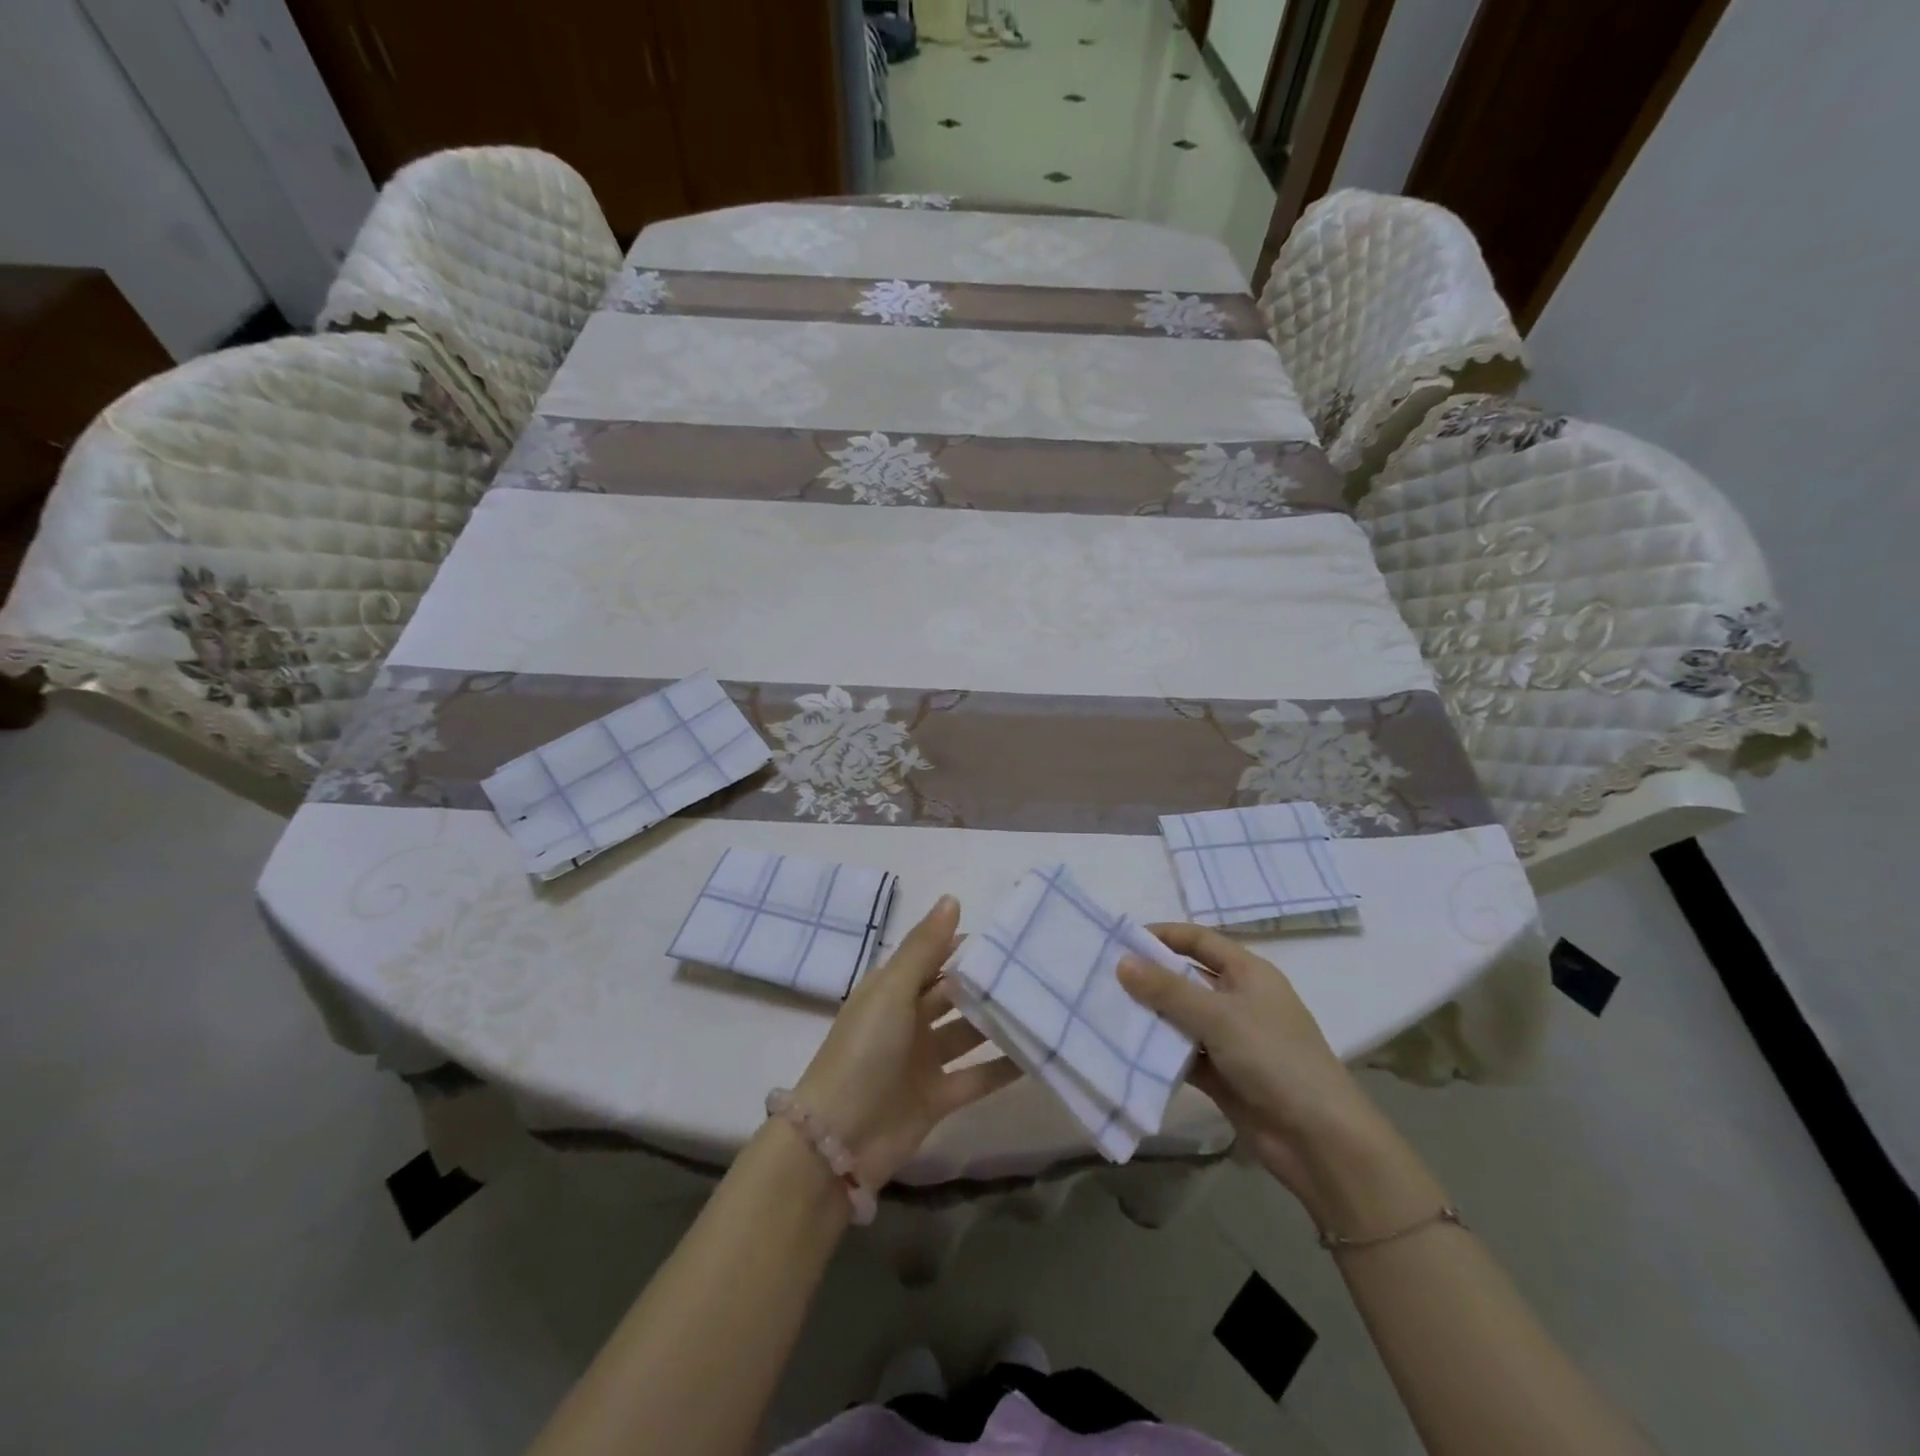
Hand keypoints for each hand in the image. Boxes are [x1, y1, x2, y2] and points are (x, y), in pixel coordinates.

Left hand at [793, 895, 1019, 1185]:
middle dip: (984, 984)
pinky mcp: (938, 1097)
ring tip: (1041, 1005)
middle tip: (1032, 969)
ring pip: (967, 1034)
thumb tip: (952, 898)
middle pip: (952, 995)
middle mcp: (907, 1020)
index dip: (961, 945)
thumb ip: (925, 947)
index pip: (931, 959)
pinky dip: (1002, 1067)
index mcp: (890, 990)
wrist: (839, 1139)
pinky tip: (1036, 1054)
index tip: (1005, 935)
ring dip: (996, 1022)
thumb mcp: (892, 990)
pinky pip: (976, 1076)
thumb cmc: (864, 1050)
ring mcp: (922, 1060)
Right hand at [1118, 924, 1377, 1208]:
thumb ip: (1168, 990)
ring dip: (1150, 1017)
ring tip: (1104, 1011)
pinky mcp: (1220, 1074)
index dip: (1163, 935)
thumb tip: (1122, 962)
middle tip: (1102, 977)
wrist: (1318, 1140)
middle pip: (1186, 978)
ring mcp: (1229, 1039)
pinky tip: (1124, 1049)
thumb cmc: (1274, 1058)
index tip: (1121, 939)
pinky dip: (1158, 1052)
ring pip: (1180, 1018)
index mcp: (1248, 973)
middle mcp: (1238, 1000)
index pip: (1199, 941)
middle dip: (1148, 978)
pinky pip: (1181, 1054)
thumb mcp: (1219, 1016)